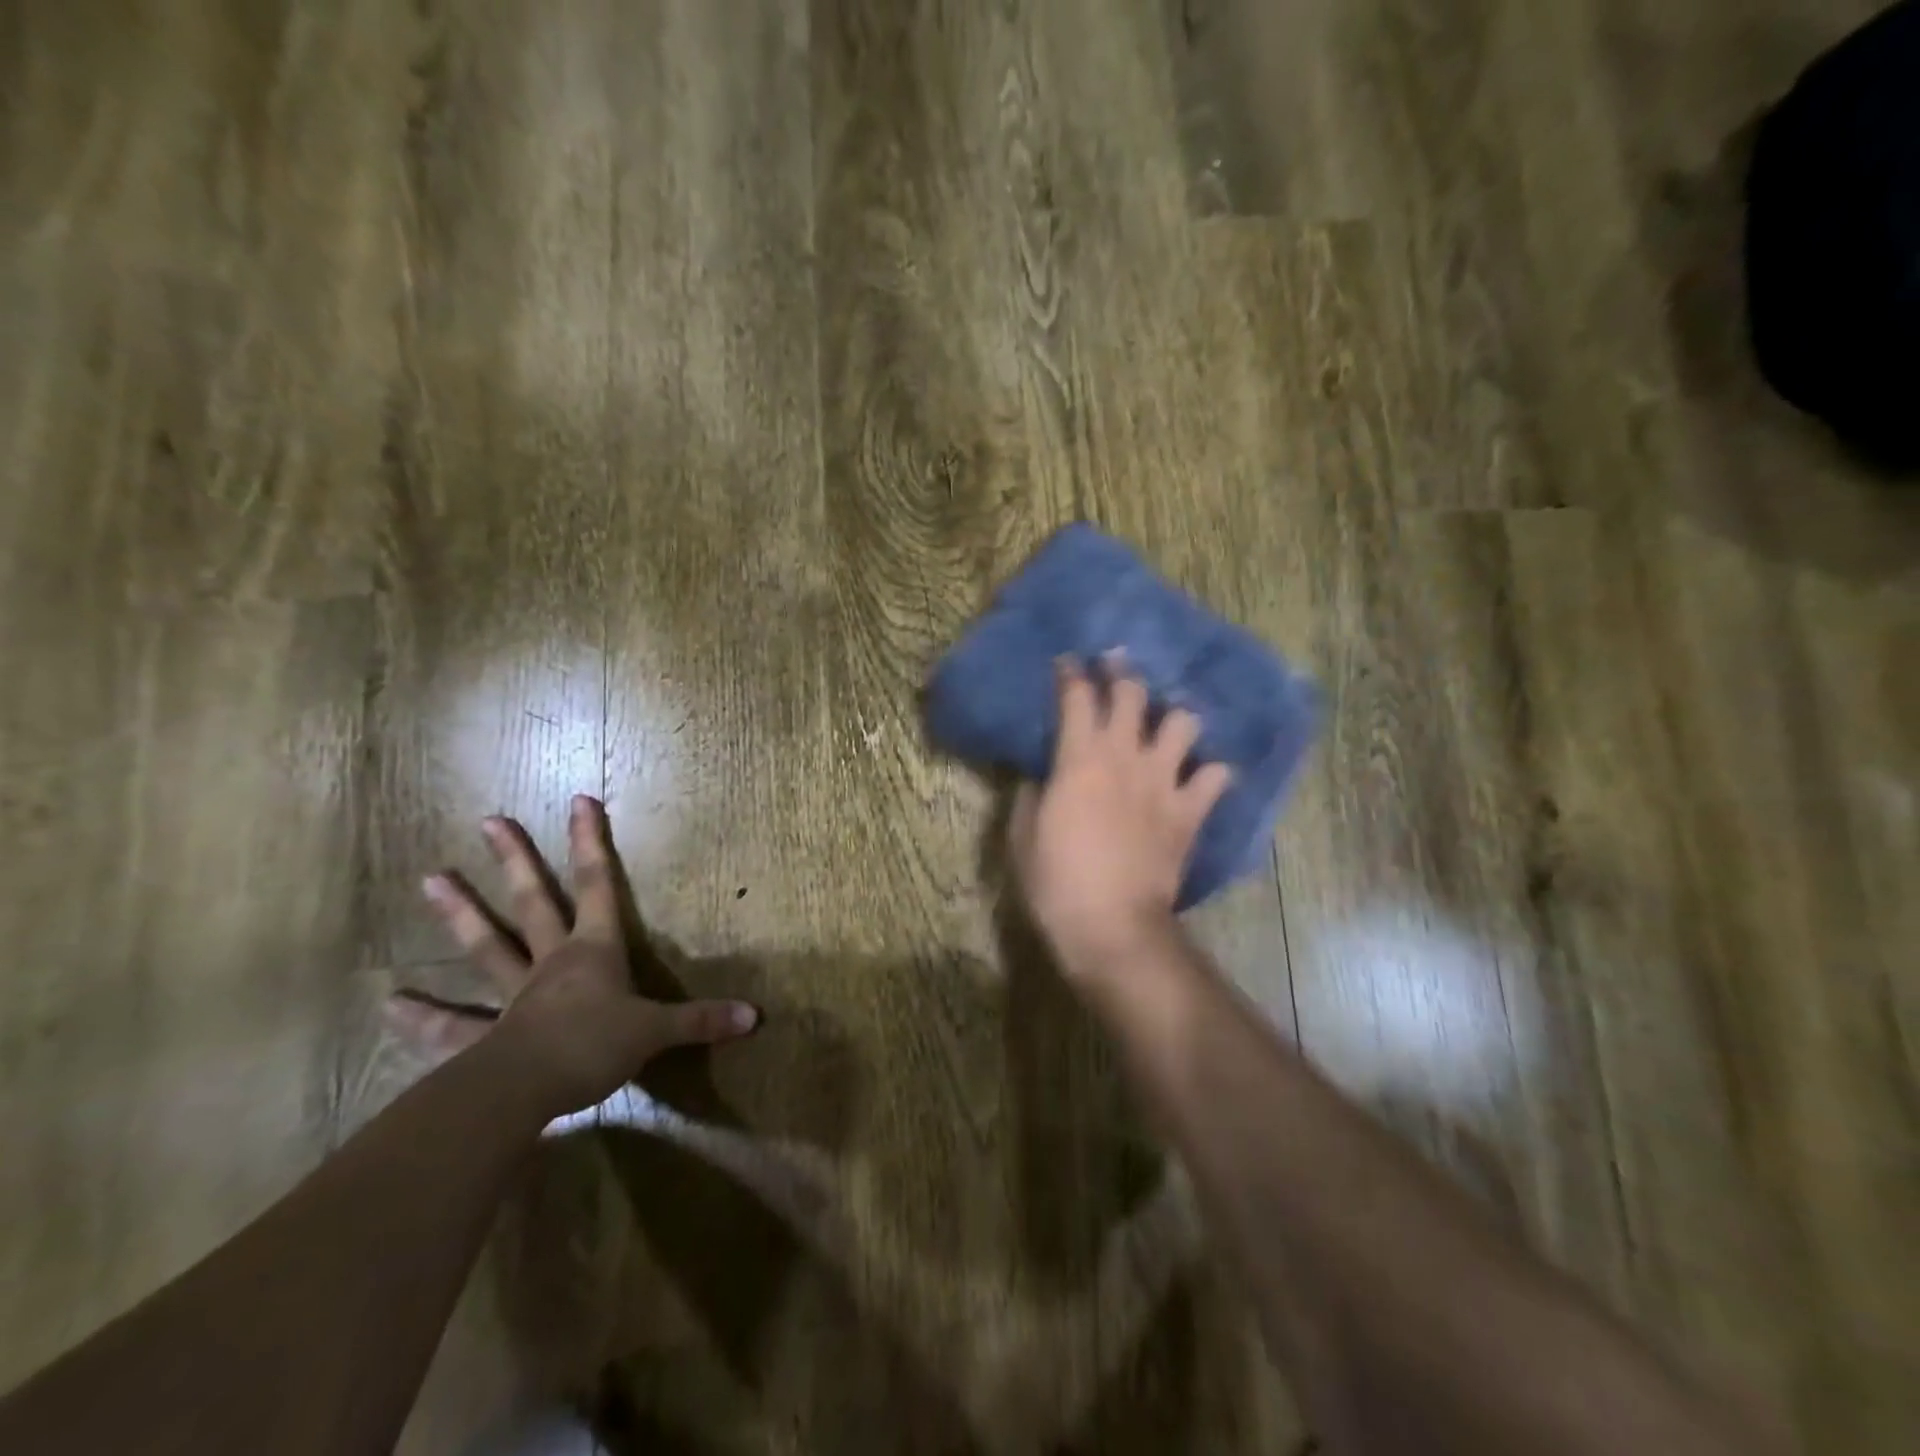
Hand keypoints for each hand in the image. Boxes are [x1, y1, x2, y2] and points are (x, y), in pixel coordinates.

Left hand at [388, 795, 757, 1117]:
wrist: (526, 1092)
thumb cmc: (595, 1046)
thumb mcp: (657, 1032)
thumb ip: (702, 1021)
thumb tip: (755, 1017)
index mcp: (592, 951)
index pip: (598, 884)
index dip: (590, 842)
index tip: (578, 800)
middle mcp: (550, 962)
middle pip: (532, 901)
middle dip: (515, 859)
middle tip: (489, 820)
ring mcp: (513, 996)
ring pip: (486, 947)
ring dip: (460, 915)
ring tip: (429, 880)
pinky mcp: (485, 1038)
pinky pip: (453, 1025)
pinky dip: (423, 1018)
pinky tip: (392, 1005)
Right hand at [1008, 660, 1231, 975]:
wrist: (1111, 924)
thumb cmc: (1056, 880)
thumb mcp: (1024, 836)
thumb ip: (1032, 796)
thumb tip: (1043, 777)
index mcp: (1079, 759)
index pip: (1077, 697)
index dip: (1071, 674)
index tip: (1068, 662)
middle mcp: (1125, 757)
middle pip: (1132, 694)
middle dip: (1122, 672)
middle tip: (1116, 664)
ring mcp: (1163, 782)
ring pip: (1182, 723)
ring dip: (1174, 716)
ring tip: (1166, 722)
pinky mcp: (1190, 811)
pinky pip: (1216, 777)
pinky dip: (1212, 772)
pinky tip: (1203, 775)